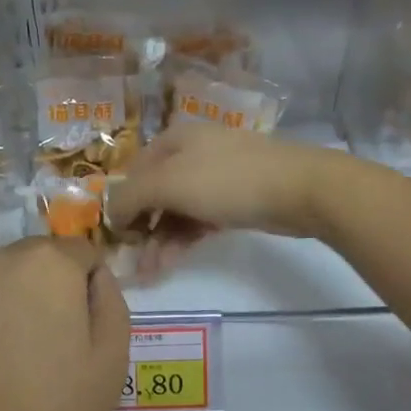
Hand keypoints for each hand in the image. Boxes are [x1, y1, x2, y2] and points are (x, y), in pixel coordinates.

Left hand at [0, 237, 129, 410]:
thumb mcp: (112, 361)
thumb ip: (111, 301)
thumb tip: (94, 276)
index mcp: (50, 264)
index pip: (81, 252)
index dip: (88, 286)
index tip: (82, 328)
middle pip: (37, 259)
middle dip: (48, 288)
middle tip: (46, 346)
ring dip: (10, 300)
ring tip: (7, 359)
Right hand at [109, 124, 338, 241]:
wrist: (300, 189)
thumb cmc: (227, 180)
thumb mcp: (168, 184)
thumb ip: (130, 196)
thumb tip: (110, 213)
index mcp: (173, 139)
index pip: (133, 170)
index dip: (120, 201)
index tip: (115, 235)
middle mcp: (191, 153)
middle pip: (155, 192)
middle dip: (142, 227)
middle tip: (133, 259)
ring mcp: (215, 176)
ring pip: (177, 209)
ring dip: (160, 239)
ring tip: (150, 271)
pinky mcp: (235, 200)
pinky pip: (199, 219)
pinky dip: (183, 239)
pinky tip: (171, 261)